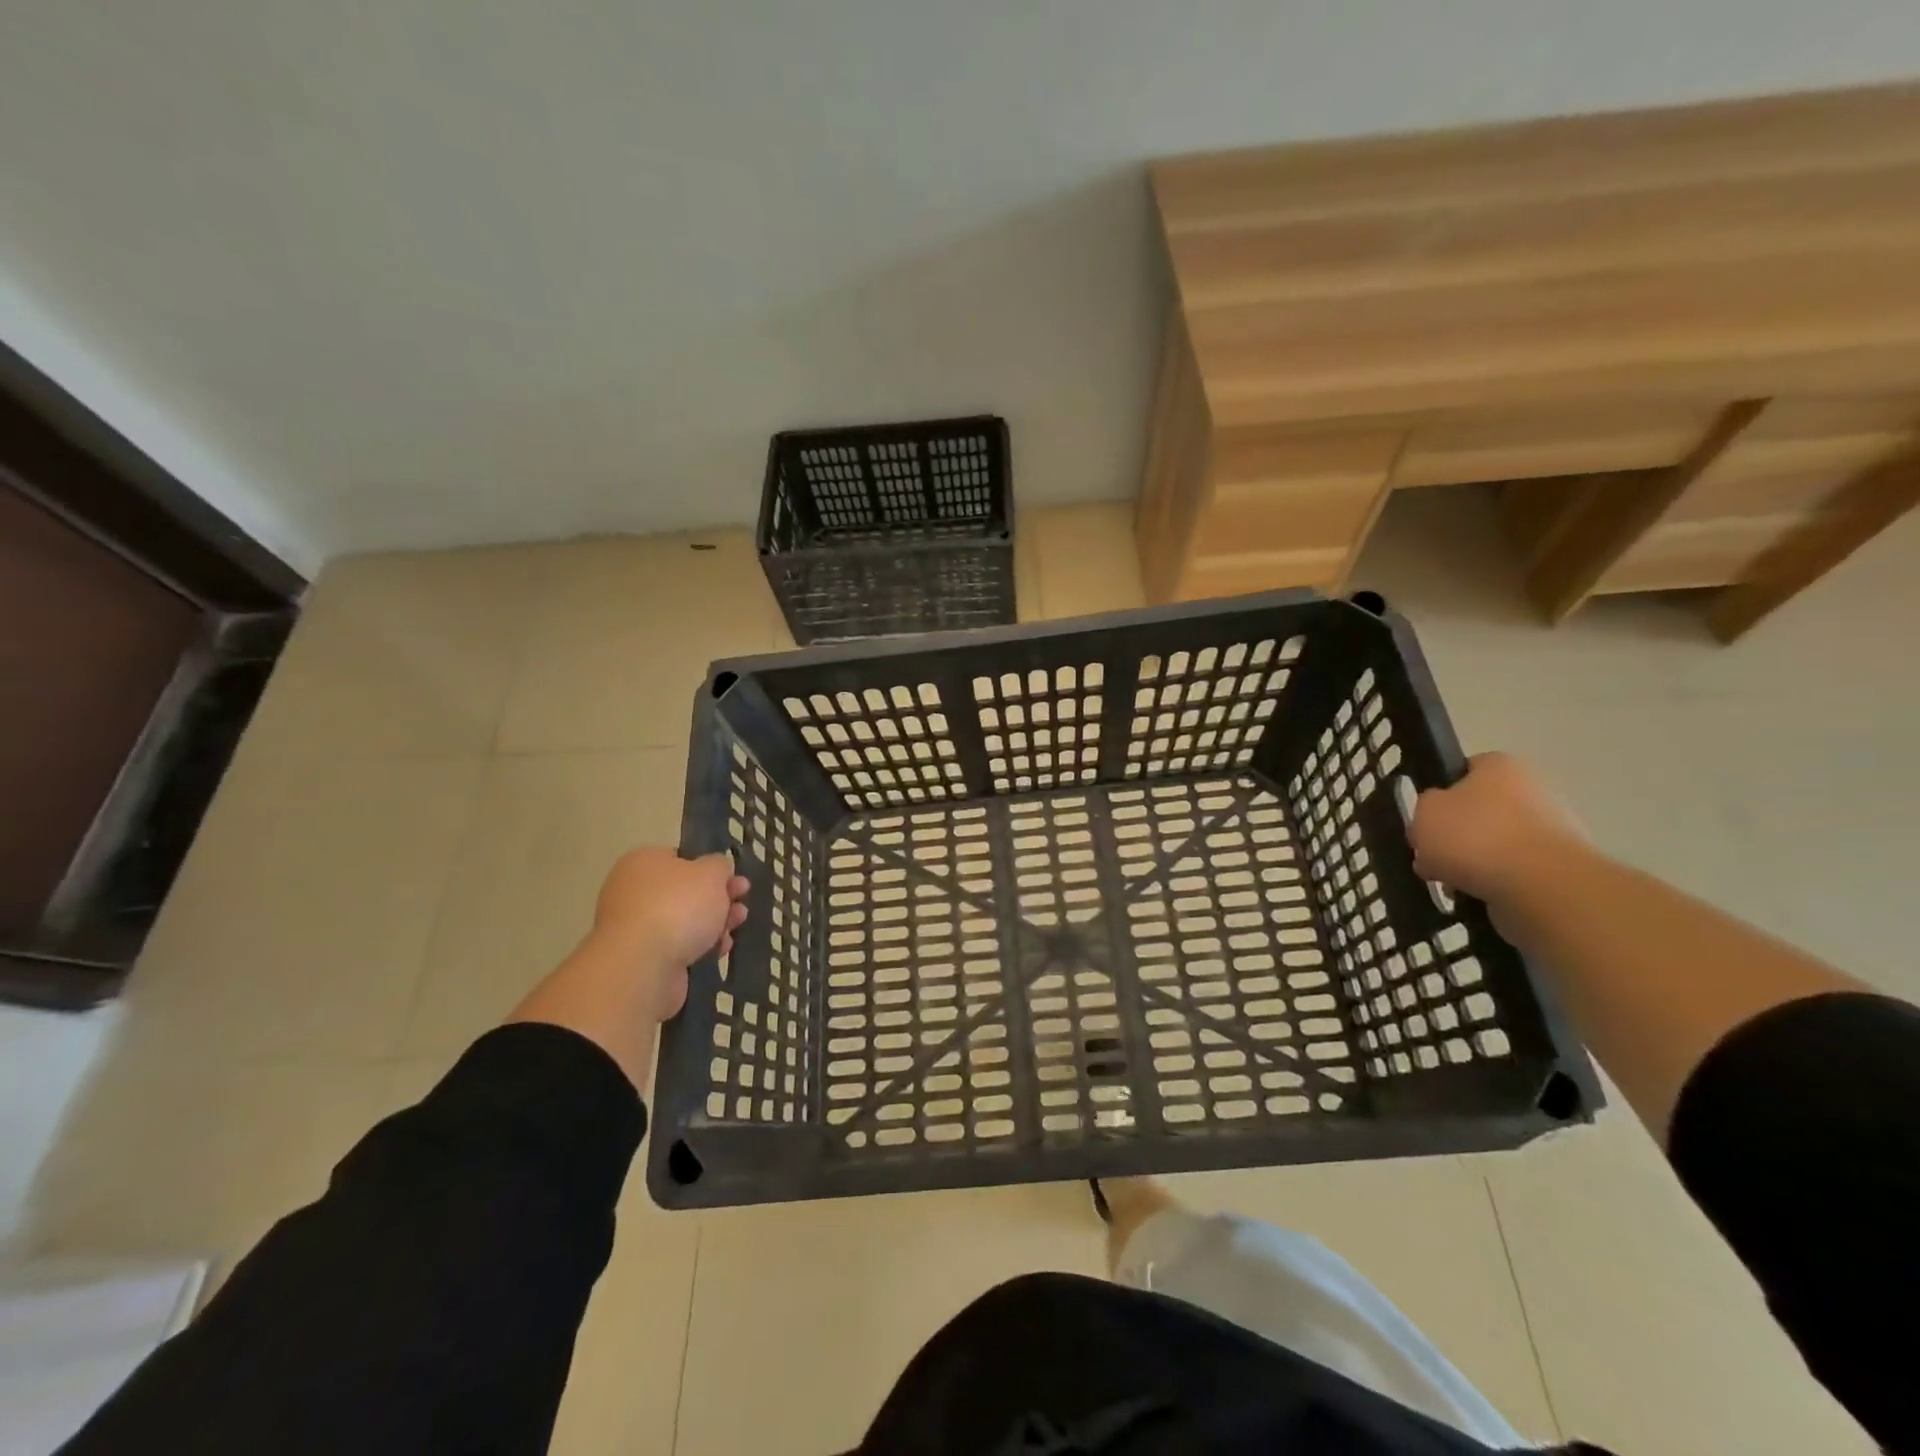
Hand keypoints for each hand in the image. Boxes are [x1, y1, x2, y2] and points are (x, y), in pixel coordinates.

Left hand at [587, 847, 748, 1020]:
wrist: (643, 966)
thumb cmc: (678, 906)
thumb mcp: (711, 873)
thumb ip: (719, 865)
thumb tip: (718, 866)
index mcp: (643, 862)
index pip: (680, 858)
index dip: (710, 867)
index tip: (734, 877)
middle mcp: (634, 891)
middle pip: (684, 891)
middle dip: (718, 897)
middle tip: (742, 900)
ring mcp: (636, 927)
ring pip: (684, 920)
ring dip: (714, 922)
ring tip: (738, 923)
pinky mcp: (643, 958)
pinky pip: (678, 946)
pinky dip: (700, 946)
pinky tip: (721, 949)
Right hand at [1410, 753, 1585, 903]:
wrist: (1540, 887)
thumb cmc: (1475, 836)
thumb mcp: (1424, 812)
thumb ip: (1424, 808)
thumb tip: (1438, 820)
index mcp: (1500, 766)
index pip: (1463, 771)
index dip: (1440, 794)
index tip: (1426, 819)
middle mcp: (1533, 790)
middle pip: (1479, 812)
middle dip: (1455, 836)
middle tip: (1432, 856)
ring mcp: (1553, 830)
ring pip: (1495, 845)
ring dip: (1473, 863)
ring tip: (1451, 884)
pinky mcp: (1561, 868)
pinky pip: (1514, 873)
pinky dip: (1494, 884)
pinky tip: (1477, 896)